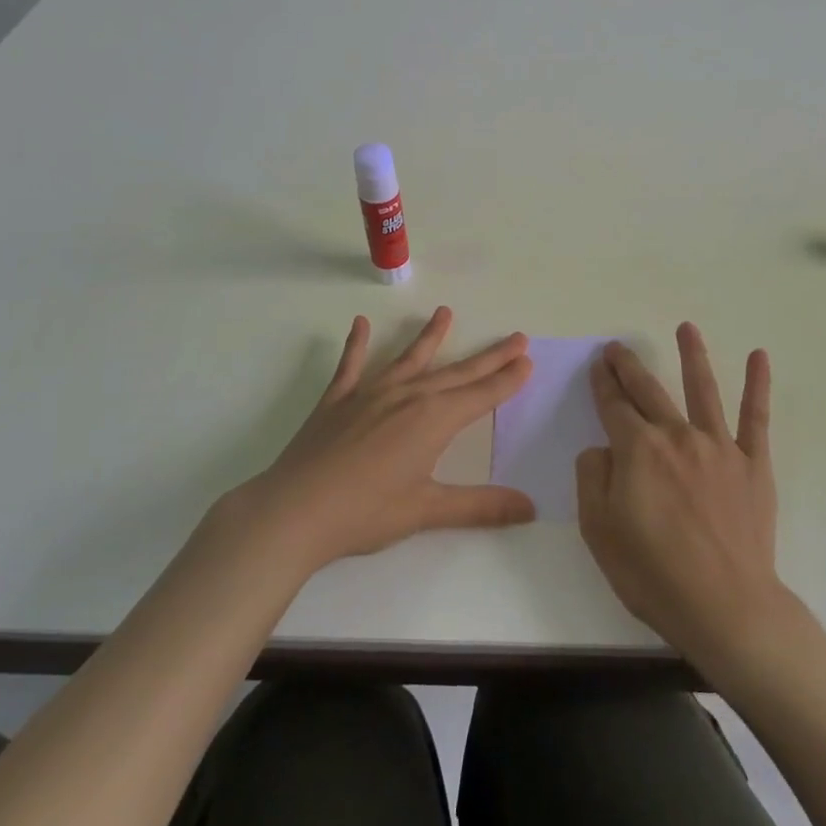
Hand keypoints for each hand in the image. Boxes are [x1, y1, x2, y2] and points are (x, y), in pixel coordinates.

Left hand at [233, 306, 535, 573]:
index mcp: (433, 420)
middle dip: (489, 357)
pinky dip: (356, 344)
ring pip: (409, 359)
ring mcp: (370, 393)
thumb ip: (480, 506)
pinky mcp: (337, 400)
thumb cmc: (365, 512)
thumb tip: (531, 508)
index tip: (527, 360)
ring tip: (445, 312)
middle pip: (457, 372)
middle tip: (516, 337)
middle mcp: (407, 397)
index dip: (507, 379)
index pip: (481, 395)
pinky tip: (360, 323)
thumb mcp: (427, 511)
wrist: (294, 511)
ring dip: (430, 336)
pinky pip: (351, 365)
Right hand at [576, 324, 785, 669]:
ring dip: (692, 356)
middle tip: (618, 347)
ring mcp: (718, 447)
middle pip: (648, 391)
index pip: (614, 406)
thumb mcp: (599, 530)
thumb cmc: (653, 573)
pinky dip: (758, 386)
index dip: (603, 384)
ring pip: (702, 390)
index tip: (598, 366)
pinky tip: (759, 357)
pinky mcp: (752, 464)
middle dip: (629, 366)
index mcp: (637, 450)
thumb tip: (603, 448)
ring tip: (686, 329)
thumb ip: (593, 478)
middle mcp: (677, 436)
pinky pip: (756, 418)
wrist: (725, 607)